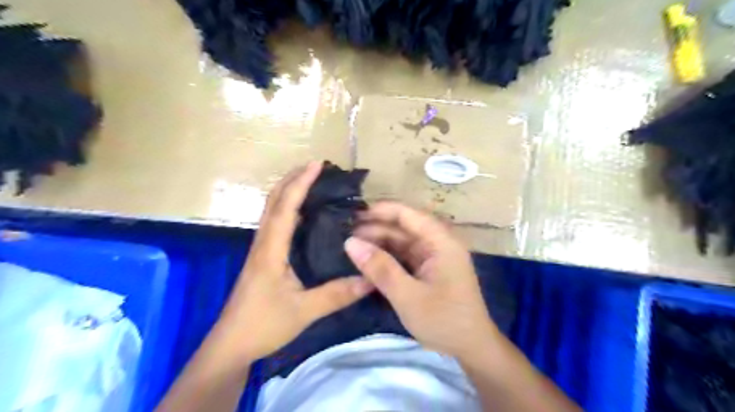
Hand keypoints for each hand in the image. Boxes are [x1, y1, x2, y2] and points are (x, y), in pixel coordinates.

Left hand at [213, 161, 373, 362]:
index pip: (285, 207)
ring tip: (311, 182)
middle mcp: (263, 242)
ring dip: (288, 190)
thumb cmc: (263, 325)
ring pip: (271, 209)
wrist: (231, 345)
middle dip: (292, 179)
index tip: (317, 164)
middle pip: (273, 200)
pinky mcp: (262, 257)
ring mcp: (260, 249)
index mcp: (271, 250)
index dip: (301, 183)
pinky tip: (303, 213)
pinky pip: (274, 223)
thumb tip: (370, 279)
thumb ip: (337, 295)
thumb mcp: (304, 311)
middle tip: (316, 167)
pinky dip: (287, 207)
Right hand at [346, 203, 498, 359]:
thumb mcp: (407, 295)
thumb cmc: (443, 320)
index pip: (408, 214)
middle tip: (345, 233)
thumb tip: (350, 242)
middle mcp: (438, 243)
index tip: (354, 214)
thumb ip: (380, 268)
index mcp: (440, 242)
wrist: (470, 347)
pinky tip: (369, 260)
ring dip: (379, 243)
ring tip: (352, 246)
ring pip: (402, 242)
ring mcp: (434, 257)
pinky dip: (387, 257)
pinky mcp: (429, 269)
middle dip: (376, 228)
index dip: (381, 211)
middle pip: (404, 227)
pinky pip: (404, 256)